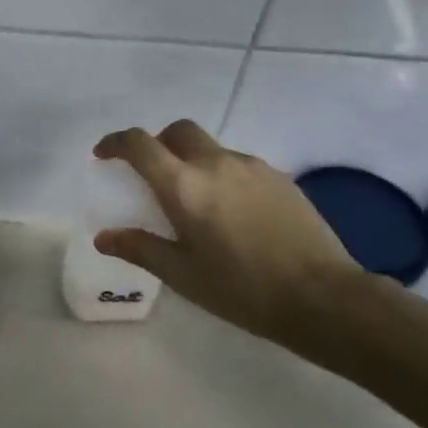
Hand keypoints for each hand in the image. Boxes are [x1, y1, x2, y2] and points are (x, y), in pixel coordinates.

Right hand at [92, 120, 361, 342]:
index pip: (140, 144)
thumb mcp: (182, 275)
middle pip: (177, 131)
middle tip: (150, 173)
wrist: (323, 297)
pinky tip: (230, 212)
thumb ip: (140, 248)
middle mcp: (215, 164)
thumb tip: (104, 237)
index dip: (116, 143)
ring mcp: (252, 167)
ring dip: (191, 160)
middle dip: (156, 143)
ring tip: (194, 201)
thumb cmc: (242, 289)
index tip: (104, 155)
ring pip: (210, 147)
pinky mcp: (279, 178)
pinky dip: (220, 174)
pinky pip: (237, 164)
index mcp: (184, 186)